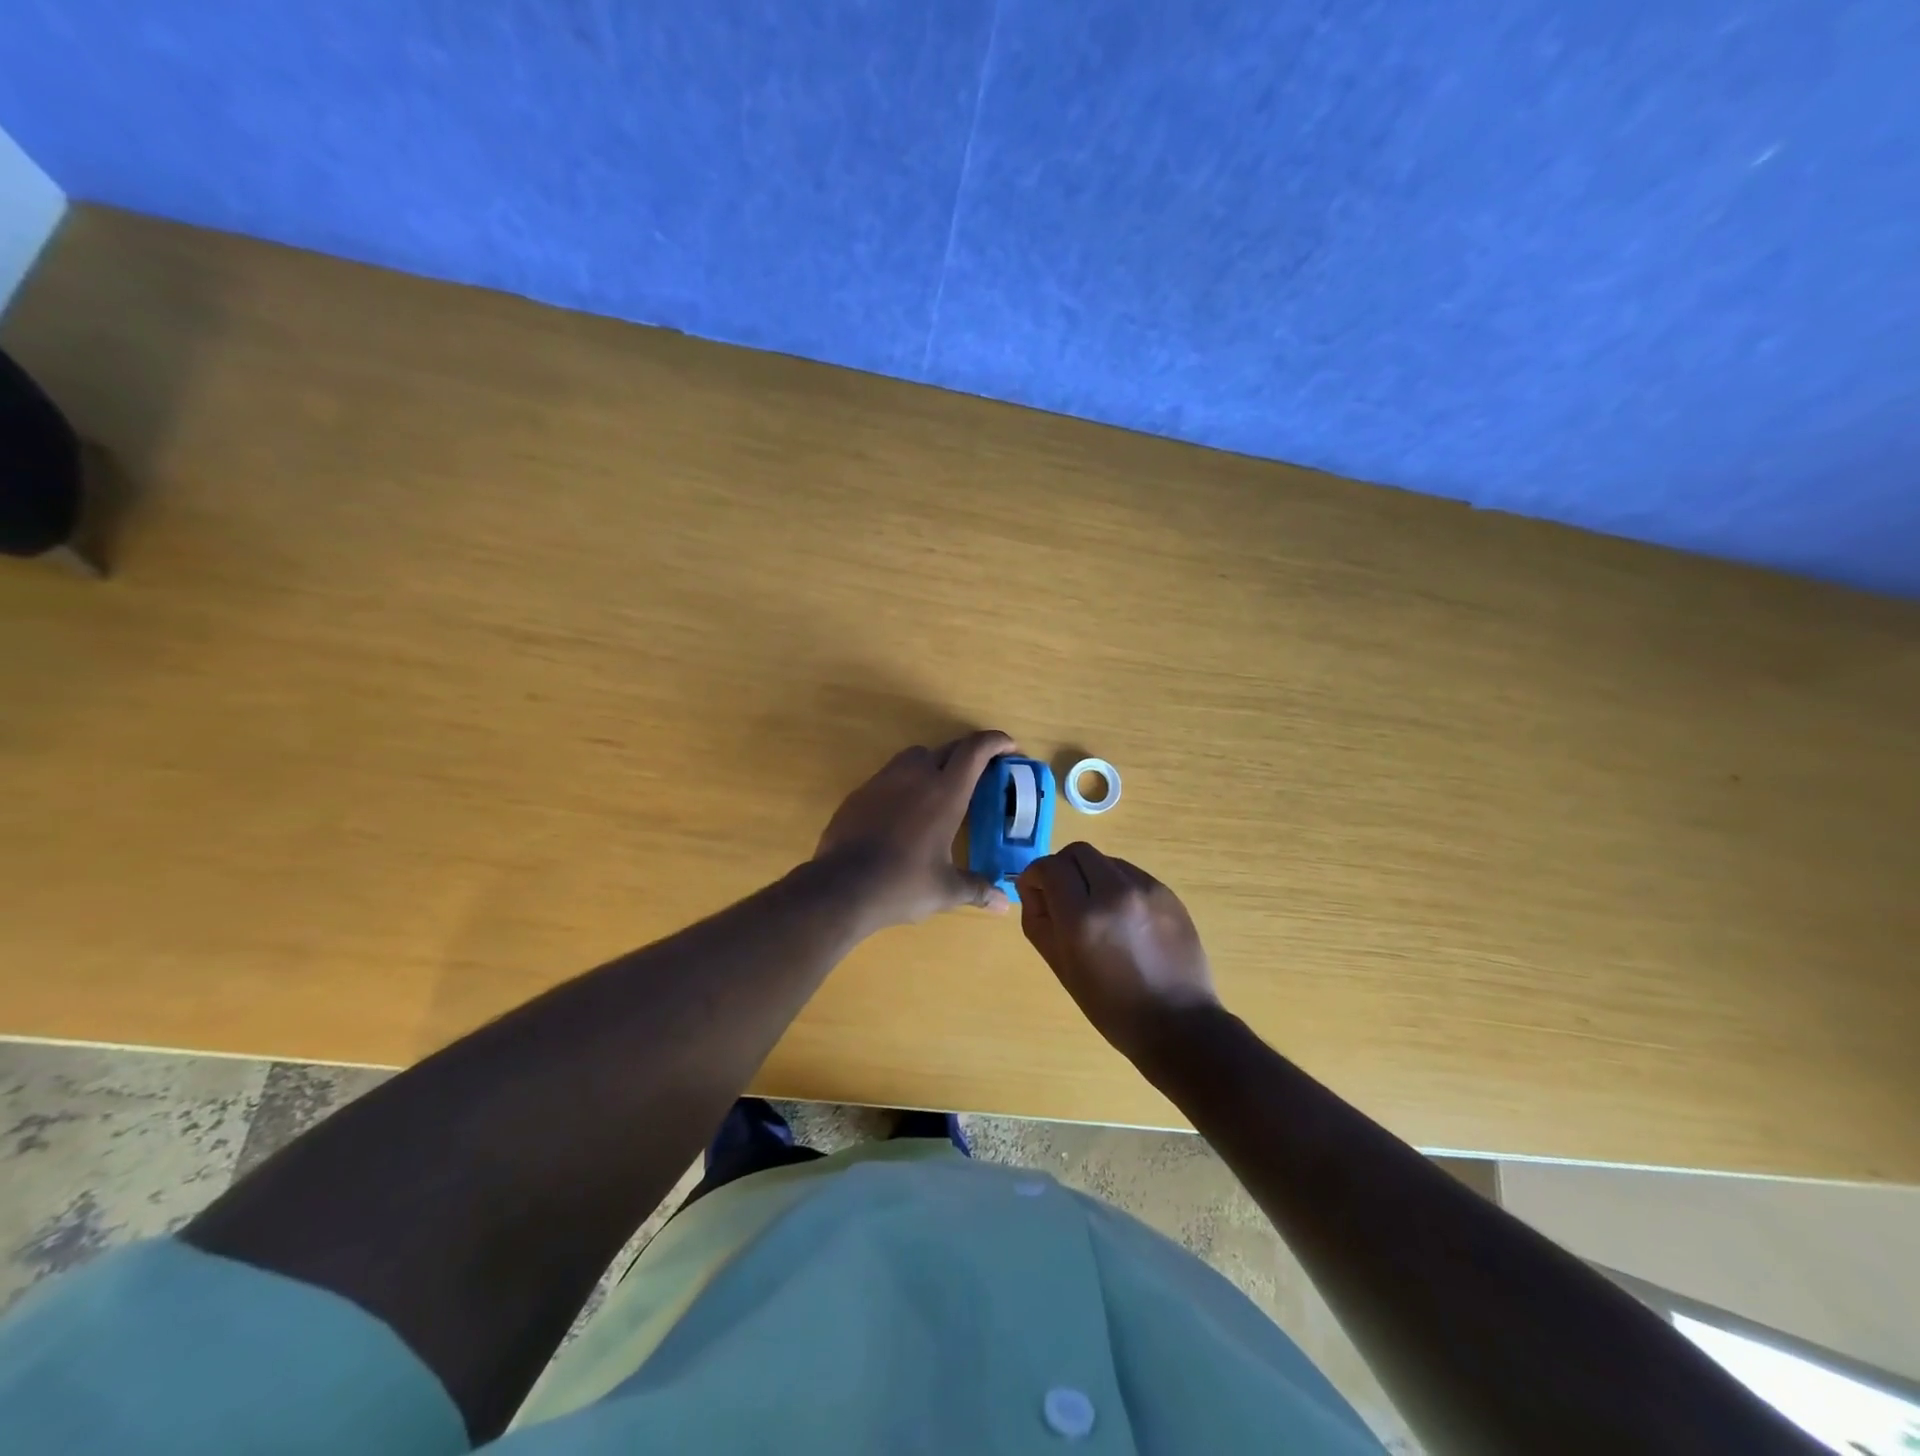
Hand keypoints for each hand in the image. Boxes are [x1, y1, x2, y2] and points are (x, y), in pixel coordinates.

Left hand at [814, 730, 1016, 931]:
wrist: (841, 886)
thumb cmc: (903, 884)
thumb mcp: (946, 889)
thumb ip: (977, 889)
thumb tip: (1004, 905)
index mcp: (945, 792)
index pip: (975, 750)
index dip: (996, 741)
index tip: (1009, 746)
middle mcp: (916, 776)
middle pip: (948, 748)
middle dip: (968, 753)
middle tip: (981, 771)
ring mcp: (884, 780)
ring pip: (915, 756)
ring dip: (934, 763)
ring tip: (940, 788)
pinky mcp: (860, 792)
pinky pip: (890, 775)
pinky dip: (905, 782)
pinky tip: (904, 810)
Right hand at [1017, 843, 1219, 1065]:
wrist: (1178, 1023)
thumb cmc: (1111, 1006)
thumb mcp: (1061, 967)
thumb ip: (1038, 920)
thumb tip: (1035, 890)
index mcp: (1082, 917)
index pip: (1049, 867)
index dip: (1035, 876)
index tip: (1036, 893)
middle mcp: (1114, 892)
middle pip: (1077, 852)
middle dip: (1062, 868)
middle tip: (1062, 897)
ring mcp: (1146, 888)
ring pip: (1105, 860)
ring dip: (1091, 875)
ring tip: (1096, 909)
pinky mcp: (1167, 892)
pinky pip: (1130, 873)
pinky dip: (1117, 885)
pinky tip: (1123, 917)